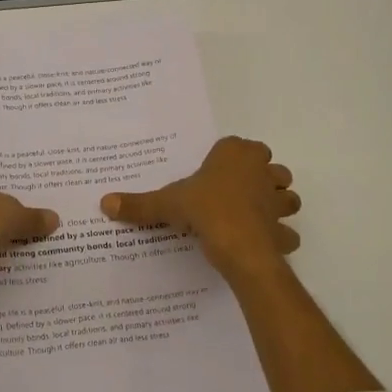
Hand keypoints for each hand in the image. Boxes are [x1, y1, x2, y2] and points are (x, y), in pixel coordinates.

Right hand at [100, 136, 298, 279]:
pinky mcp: (283, 229)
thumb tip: (104, 203)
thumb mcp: (167, 204)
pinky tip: (260, 245)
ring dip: (277, 204)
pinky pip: (285, 232)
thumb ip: (139, 204)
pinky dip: (278, 238)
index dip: (230, 159)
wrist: (238, 245)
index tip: (216, 174)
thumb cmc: (205, 209)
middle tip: (236, 194)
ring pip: (287, 196)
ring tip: (254, 216)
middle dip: (261, 178)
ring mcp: (277, 200)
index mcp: (236, 154)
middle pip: (270, 168)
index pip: (239, 146)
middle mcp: (262, 170)